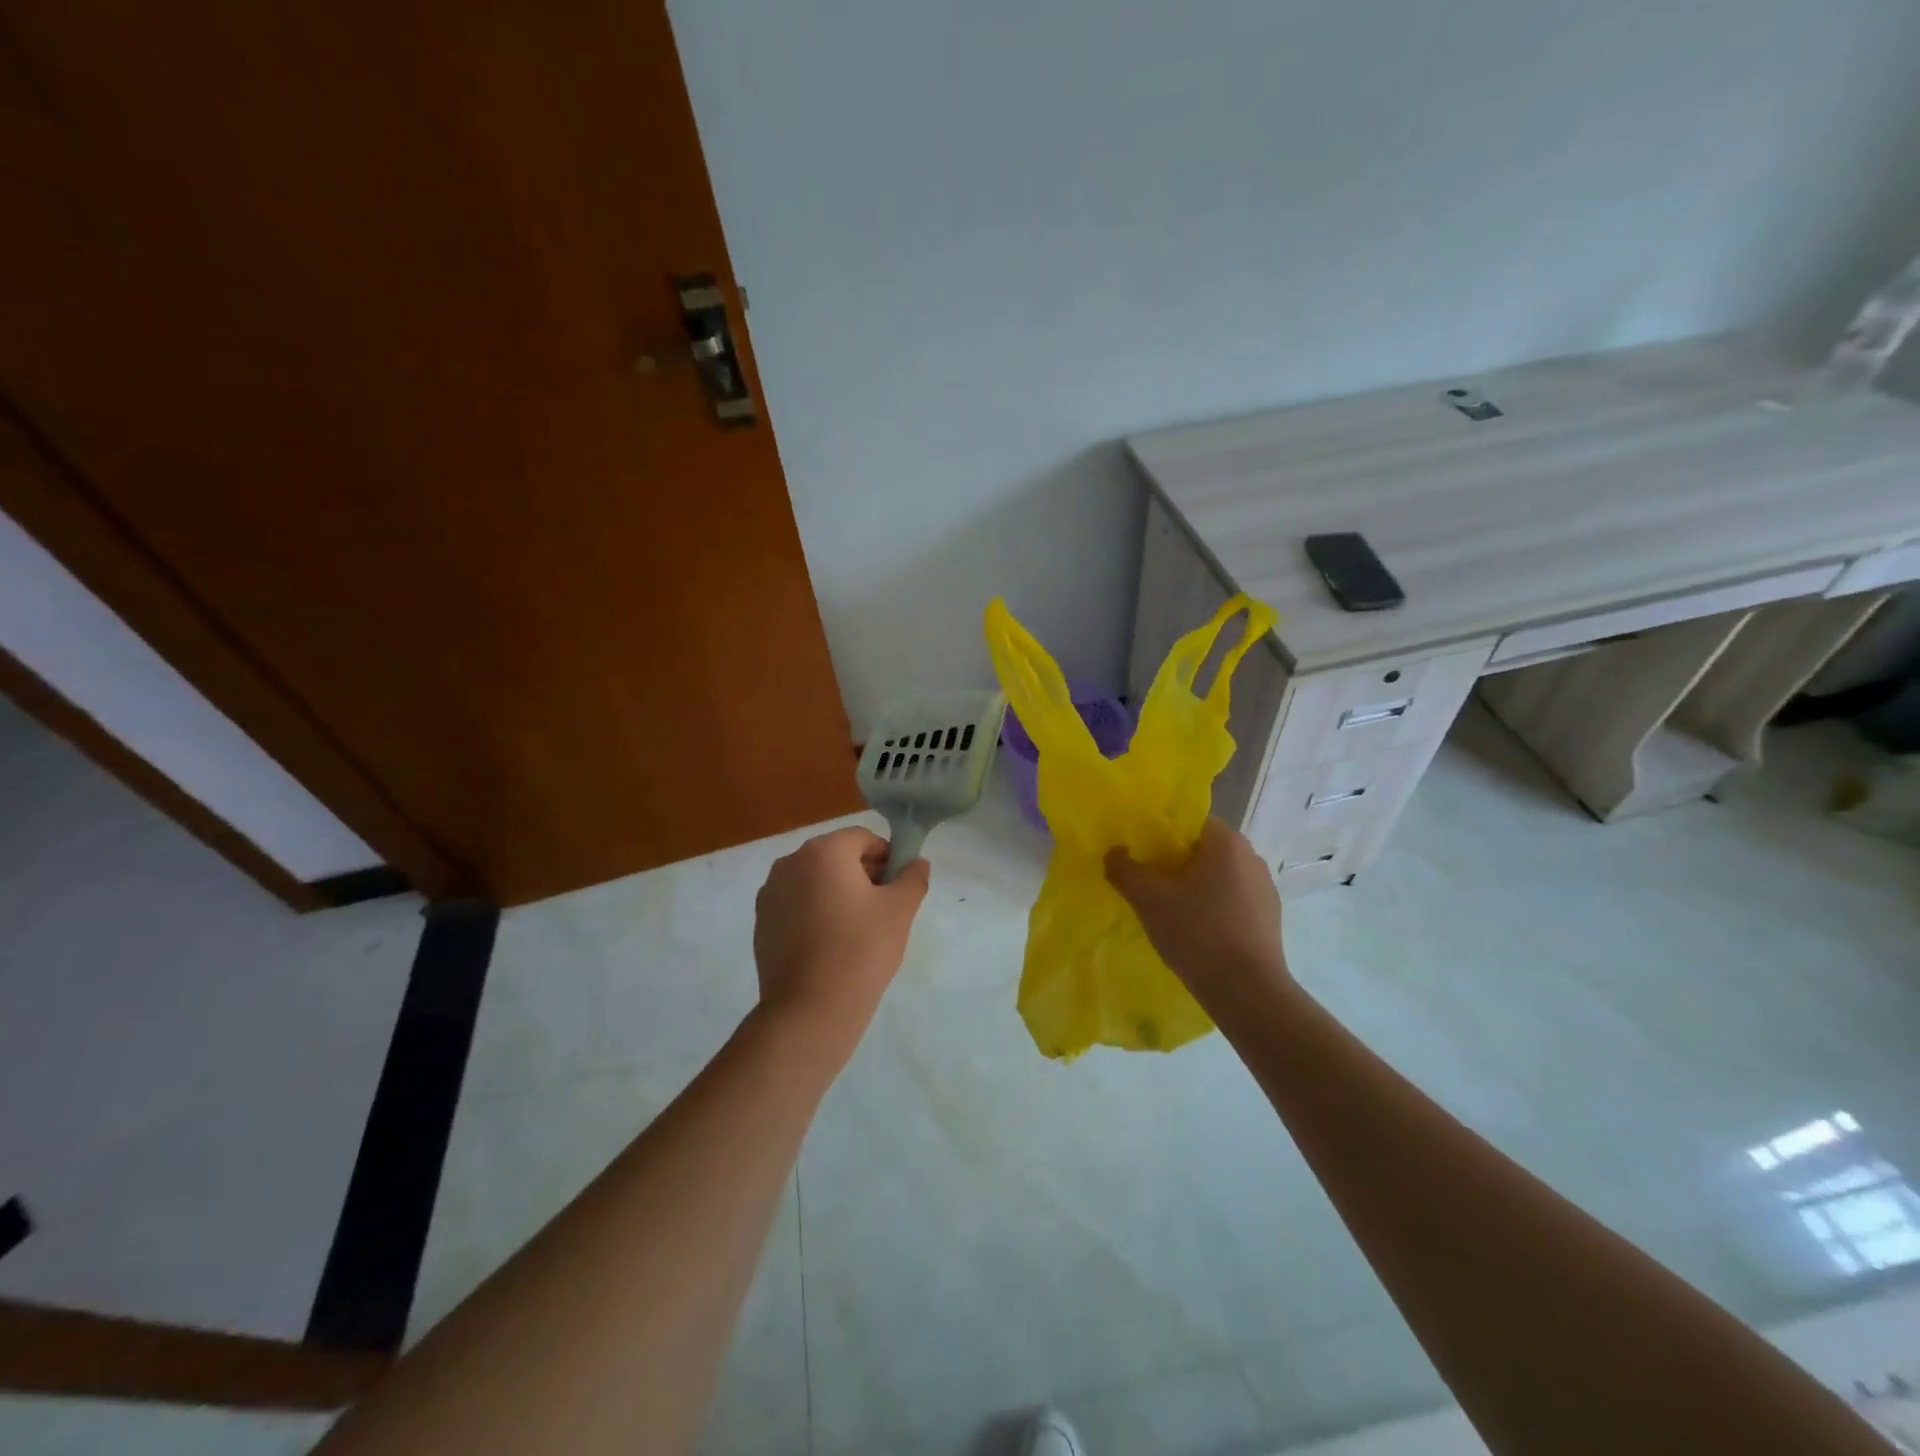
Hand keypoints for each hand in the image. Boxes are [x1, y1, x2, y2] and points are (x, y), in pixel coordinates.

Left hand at [752, 826, 929, 1053]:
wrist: (809, 1009)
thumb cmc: (860, 950)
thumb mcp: (900, 910)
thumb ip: (913, 877)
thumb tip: (916, 862)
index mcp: (824, 851)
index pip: (863, 839)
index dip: (887, 858)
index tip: (898, 889)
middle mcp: (790, 862)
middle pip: (836, 857)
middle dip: (862, 875)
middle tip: (882, 911)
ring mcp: (770, 892)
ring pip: (815, 881)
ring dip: (837, 893)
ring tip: (856, 931)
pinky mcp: (762, 922)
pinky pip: (796, 904)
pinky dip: (814, 913)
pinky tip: (829, 945)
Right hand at [1105, 818, 1290, 1014]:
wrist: (1248, 992)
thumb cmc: (1197, 933)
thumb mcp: (1148, 899)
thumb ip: (1124, 869)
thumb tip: (1114, 853)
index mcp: (1226, 842)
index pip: (1189, 821)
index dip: (1160, 833)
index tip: (1139, 853)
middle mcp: (1251, 856)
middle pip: (1202, 849)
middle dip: (1174, 862)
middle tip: (1147, 882)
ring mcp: (1264, 888)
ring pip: (1217, 876)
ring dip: (1193, 887)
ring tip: (1168, 910)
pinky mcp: (1269, 918)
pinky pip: (1232, 901)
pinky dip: (1212, 908)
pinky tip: (1195, 932)